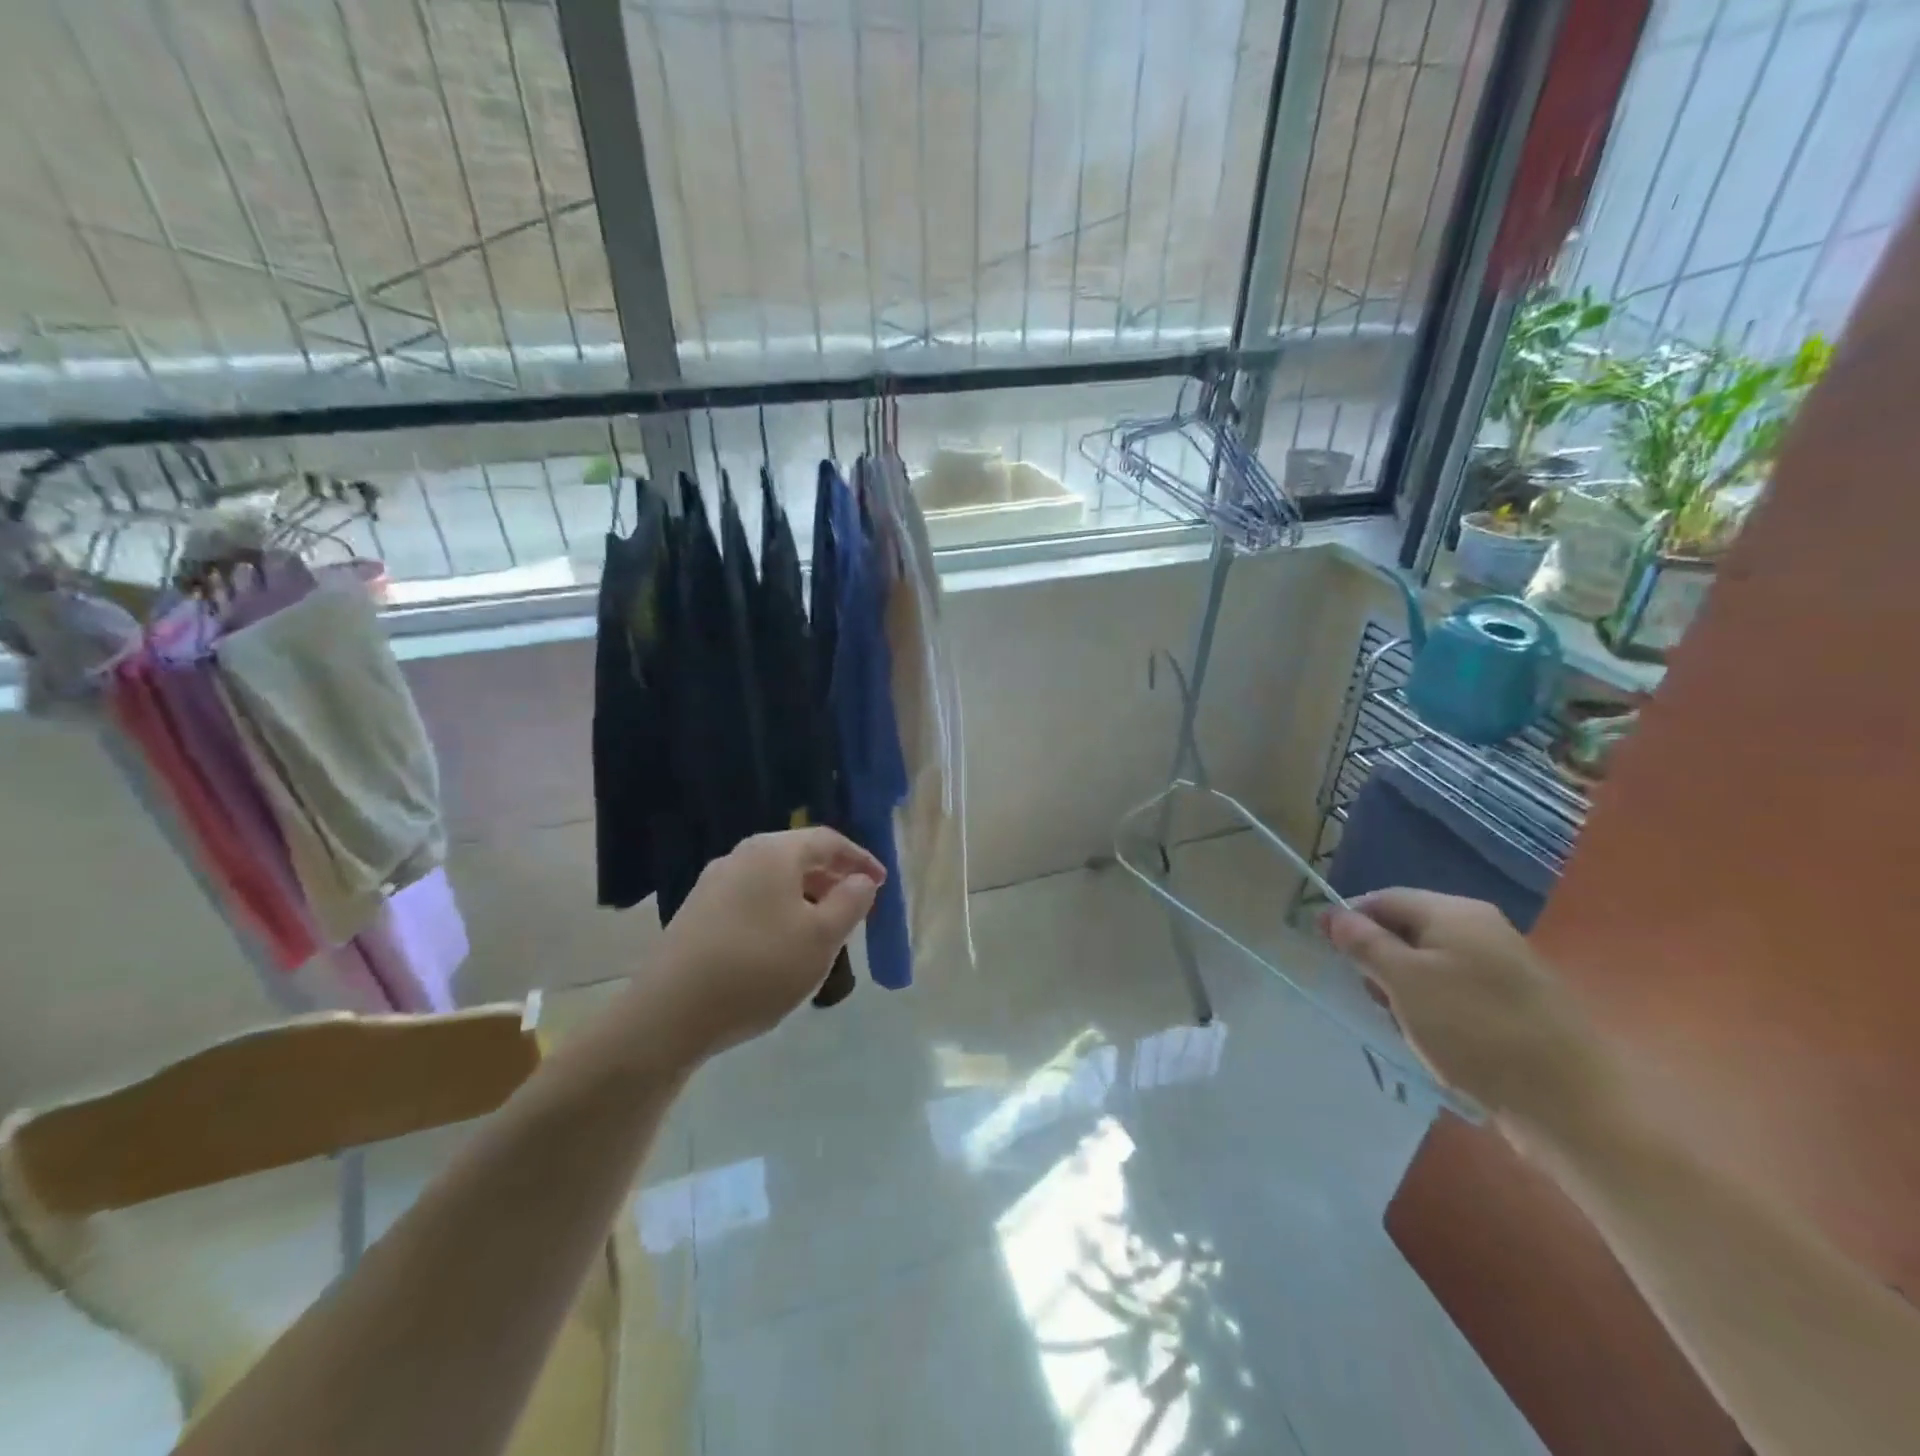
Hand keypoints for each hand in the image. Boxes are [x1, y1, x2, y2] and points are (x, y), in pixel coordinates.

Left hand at [636, 828, 883, 1067]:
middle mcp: (740, 857)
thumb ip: (850, 902)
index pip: (827, 840)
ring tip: (824, 928)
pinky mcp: (696, 913)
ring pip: (773, 880)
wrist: (669, 1014)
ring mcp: (713, 884)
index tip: (881, 883)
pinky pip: (751, 899)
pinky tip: (783, 944)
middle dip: (832, 877)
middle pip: (797, 856)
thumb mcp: (821, 938)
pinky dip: (778, 910)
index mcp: (773, 852)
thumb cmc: (759, 968)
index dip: (859, 859)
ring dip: (805, 896)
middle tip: (856, 905)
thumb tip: (861, 880)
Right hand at [1324, 889, 1621, 1143]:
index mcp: (1454, 912)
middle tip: (1372, 999)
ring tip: (1406, 1027)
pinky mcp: (1516, 1004)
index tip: (1330, 956)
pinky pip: (1456, 991)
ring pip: (1429, 964)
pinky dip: (1435, 1010)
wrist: (1574, 1105)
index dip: (1350, 922)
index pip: (1383, 899)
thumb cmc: (1475, 1031)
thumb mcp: (1404, 982)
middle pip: (1407, 930)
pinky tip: (1438, 1042)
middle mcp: (1481, 929)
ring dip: (1406, 991)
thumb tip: (1332, 913)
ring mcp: (1503, 967)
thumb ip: (1363, 943)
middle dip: (1379, 961)